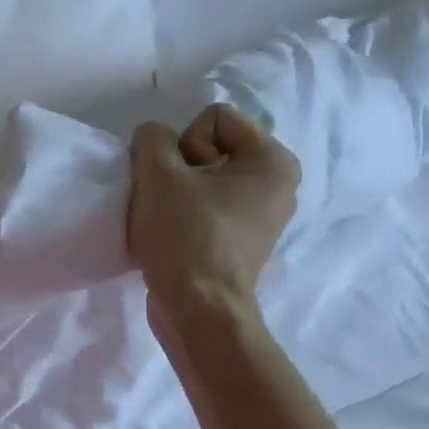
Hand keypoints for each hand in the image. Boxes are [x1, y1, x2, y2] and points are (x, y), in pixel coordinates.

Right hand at [128, 105, 299, 337]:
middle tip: (171, 202)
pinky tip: (172, 236)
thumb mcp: (158, 174)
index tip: (181, 181)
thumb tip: (153, 139)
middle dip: (179, 169)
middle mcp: (277, 183)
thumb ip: (151, 138)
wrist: (198, 310)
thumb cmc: (186, 237)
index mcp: (273, 160)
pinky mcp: (240, 240)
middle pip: (208, 147)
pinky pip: (205, 205)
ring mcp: (260, 215)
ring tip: (167, 220)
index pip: (214, 118)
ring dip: (176, 193)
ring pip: (201, 178)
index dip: (184, 144)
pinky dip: (184, 215)